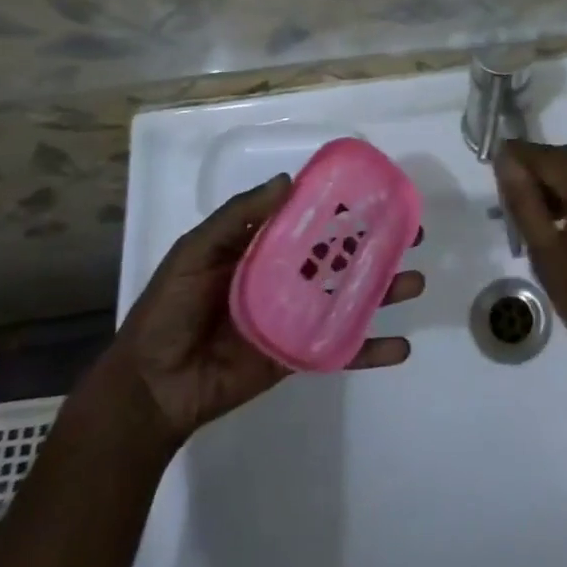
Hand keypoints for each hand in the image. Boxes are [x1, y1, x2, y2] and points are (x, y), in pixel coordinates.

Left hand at [112, 174, 424, 442]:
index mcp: (265, 248)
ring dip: (385, 290)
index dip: (346, 207)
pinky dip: (371, 349)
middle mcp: (288, 277)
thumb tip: (288, 180)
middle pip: (343, 256)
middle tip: (415, 234)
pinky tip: (401, 347)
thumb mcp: (196, 252)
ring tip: (416, 281)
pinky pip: (341, 349)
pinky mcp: (299, 355)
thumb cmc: (168, 309)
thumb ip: (238, 217)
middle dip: (379, 244)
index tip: (380, 194)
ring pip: (350, 298)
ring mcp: (298, 317)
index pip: (314, 219)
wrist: (150, 386)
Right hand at [495, 142, 566, 392]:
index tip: (493, 167)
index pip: (550, 156)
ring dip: (560, 181)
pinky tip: (565, 219)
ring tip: (535, 212)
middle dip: (539, 170)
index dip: (519, 156)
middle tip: (510, 197)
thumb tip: (505, 159)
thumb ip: (524, 200)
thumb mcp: (546, 253)